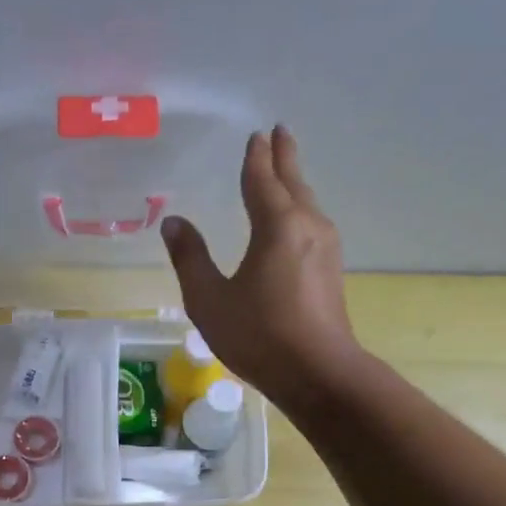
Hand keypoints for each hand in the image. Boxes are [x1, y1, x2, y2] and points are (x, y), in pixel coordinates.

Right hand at [161, 126, 364, 410]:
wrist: (317, 373)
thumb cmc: (258, 335)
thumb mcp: (209, 299)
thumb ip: (190, 258)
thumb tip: (173, 222)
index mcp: (276, 226)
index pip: (262, 181)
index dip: (255, 159)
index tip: (256, 136)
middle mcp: (306, 227)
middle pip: (293, 183)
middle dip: (284, 157)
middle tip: (280, 133)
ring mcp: (325, 248)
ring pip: (307, 203)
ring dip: (294, 182)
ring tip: (285, 170)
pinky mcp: (331, 270)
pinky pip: (312, 223)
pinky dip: (300, 207)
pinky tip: (297, 219)